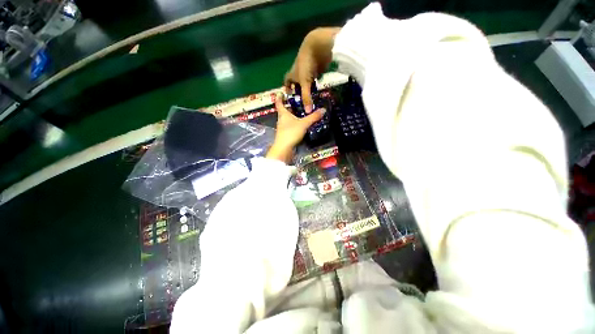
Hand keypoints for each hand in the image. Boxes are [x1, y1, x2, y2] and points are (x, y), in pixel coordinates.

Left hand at [266, 96, 325, 162]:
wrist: (284, 149)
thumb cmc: (291, 133)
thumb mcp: (304, 124)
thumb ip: (313, 117)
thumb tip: (323, 109)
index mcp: (283, 114)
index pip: (279, 103)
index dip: (279, 97)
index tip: (281, 92)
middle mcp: (281, 120)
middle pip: (284, 111)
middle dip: (289, 106)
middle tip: (296, 102)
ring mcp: (282, 128)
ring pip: (287, 119)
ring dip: (292, 115)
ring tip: (300, 112)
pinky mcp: (285, 135)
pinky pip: (290, 126)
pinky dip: (294, 123)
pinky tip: (300, 125)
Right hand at [284, 27, 339, 113]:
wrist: (318, 46)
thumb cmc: (307, 64)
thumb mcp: (305, 83)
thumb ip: (306, 97)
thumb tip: (307, 112)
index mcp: (292, 74)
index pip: (287, 82)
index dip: (287, 88)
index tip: (289, 96)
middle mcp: (298, 72)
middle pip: (297, 82)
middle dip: (299, 90)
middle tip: (302, 100)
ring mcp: (308, 69)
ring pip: (306, 80)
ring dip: (308, 87)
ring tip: (310, 97)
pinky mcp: (316, 67)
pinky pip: (315, 77)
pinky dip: (316, 82)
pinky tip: (318, 89)